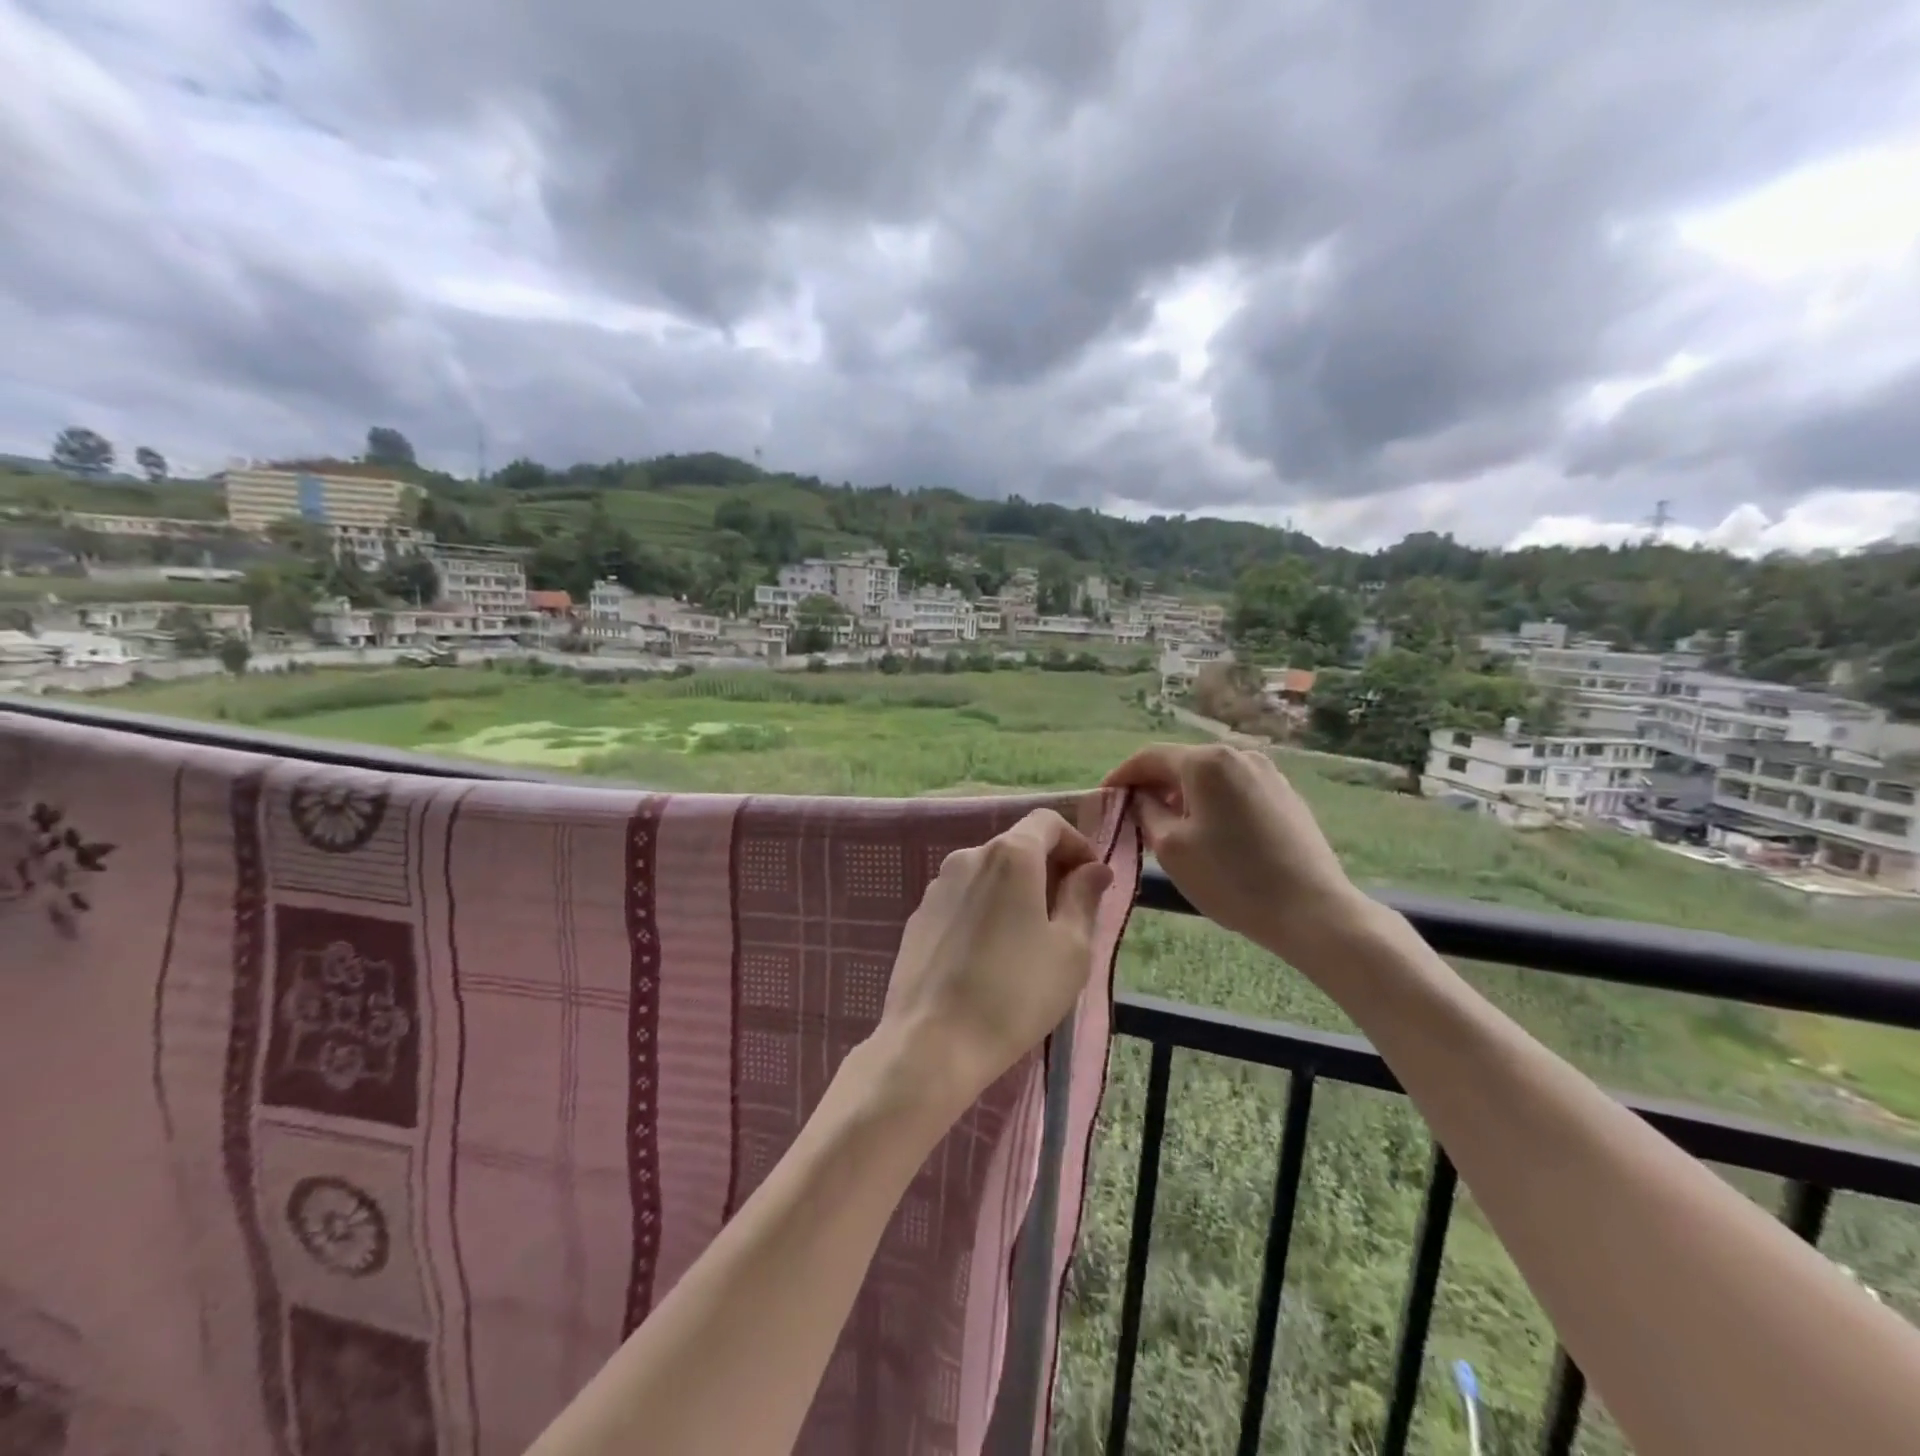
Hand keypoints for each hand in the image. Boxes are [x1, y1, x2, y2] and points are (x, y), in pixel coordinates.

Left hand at [874, 808, 1113, 1113]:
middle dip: (1047, 870)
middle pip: (1016, 846)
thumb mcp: (1070, 949)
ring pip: (988, 874)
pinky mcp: (918, 916)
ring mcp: (937, 886)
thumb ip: (1084, 898)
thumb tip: (1094, 869)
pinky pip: (963, 899)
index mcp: (1010, 855)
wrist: (932, 1042)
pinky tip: (989, 957)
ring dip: (1015, 892)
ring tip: (1028, 941)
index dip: (1076, 843)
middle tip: (1067, 916)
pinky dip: (984, 911)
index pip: (1047, 822)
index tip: (1090, 880)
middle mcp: (968, 857)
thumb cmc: (1015, 993)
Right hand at [1104, 744, 1370, 966]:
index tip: (1104, 798)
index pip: (1149, 757)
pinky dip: (1212, 804)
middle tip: (1133, 816)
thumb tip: (1139, 797)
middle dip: (1153, 786)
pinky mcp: (1285, 795)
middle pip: (1181, 763)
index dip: (1122, 776)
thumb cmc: (1231, 879)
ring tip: (1169, 827)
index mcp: (1206, 762)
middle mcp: (1238, 755)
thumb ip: (1145, 812)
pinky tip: (1210, 834)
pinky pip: (1234, 790)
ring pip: (1209, 778)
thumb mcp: (1170, 847)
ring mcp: (1267, 774)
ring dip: (1183, 796)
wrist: (1312, 910)